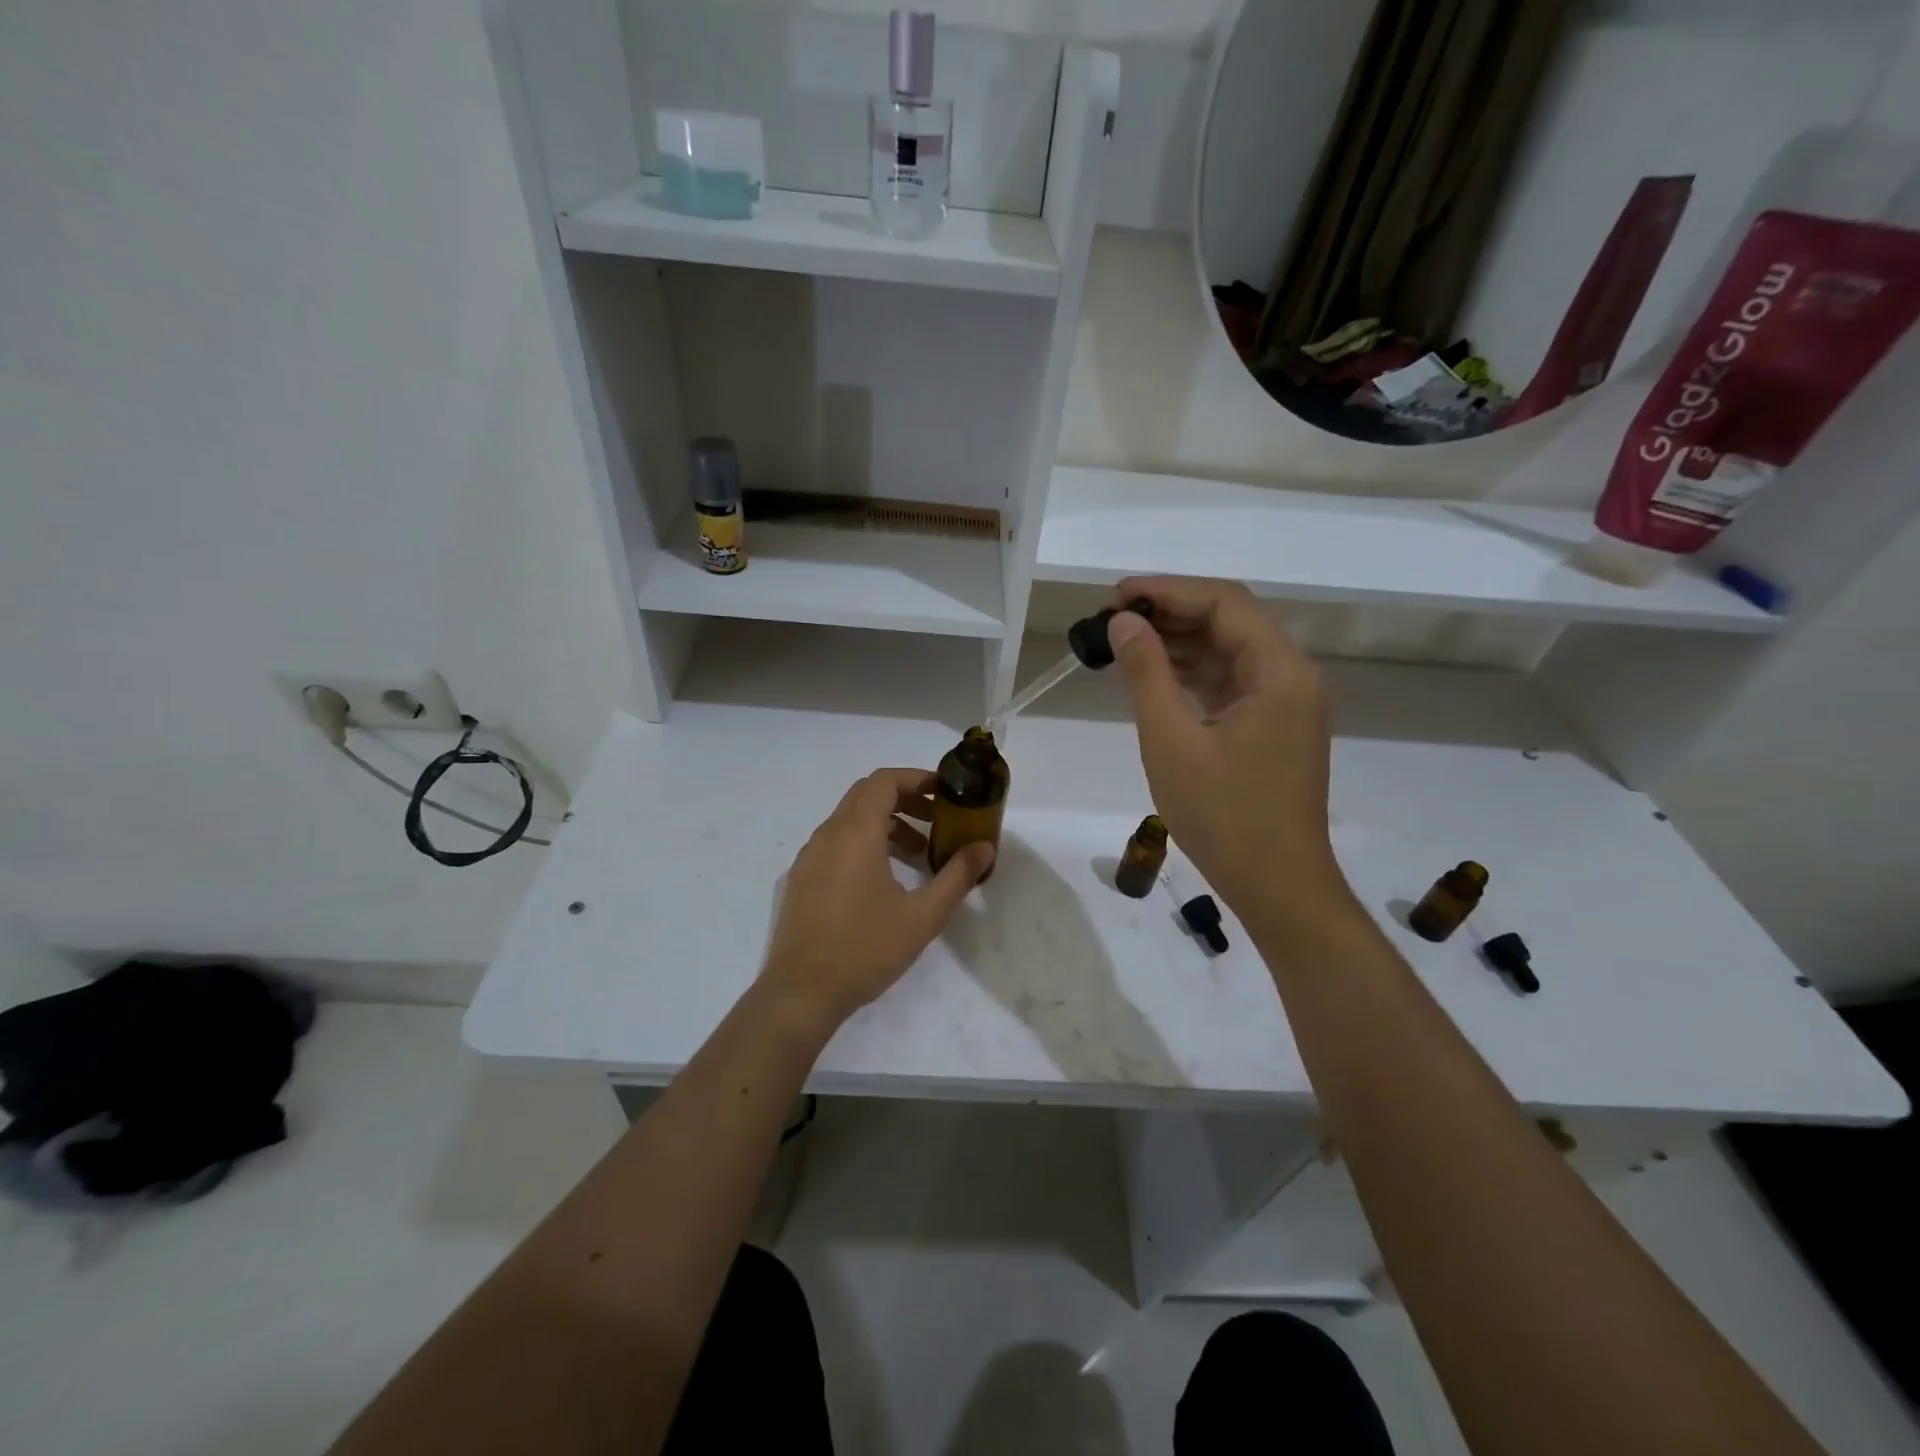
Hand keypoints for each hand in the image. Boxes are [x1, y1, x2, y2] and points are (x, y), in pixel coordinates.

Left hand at [761, 767, 995, 1031]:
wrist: (801, 993)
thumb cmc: (865, 949)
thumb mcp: (922, 915)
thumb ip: (957, 876)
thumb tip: (985, 848)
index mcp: (855, 833)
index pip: (884, 781)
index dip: (917, 778)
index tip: (945, 793)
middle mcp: (828, 834)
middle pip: (867, 795)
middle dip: (906, 799)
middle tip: (938, 820)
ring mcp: (810, 856)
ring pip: (851, 819)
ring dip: (887, 824)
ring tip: (919, 855)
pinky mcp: (802, 878)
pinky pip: (837, 842)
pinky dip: (865, 843)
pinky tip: (885, 880)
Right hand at [1106, 576, 1346, 919]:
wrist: (1277, 886)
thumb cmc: (1224, 816)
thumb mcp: (1171, 741)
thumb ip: (1146, 673)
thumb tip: (1123, 622)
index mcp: (1279, 671)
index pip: (1223, 603)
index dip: (1167, 590)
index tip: (1116, 594)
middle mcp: (1291, 677)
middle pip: (1229, 621)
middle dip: (1170, 613)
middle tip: (1113, 618)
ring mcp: (1285, 704)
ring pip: (1228, 651)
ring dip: (1179, 642)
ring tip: (1123, 642)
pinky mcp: (1273, 727)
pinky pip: (1230, 683)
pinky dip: (1192, 674)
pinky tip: (1152, 675)